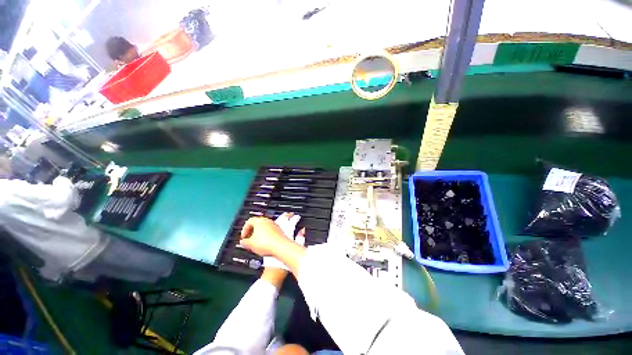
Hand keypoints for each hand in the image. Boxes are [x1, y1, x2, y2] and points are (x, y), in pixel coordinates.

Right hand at [239, 214, 302, 257]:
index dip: (244, 230)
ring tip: (256, 244)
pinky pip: (270, 232)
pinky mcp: (279, 231)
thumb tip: (243, 241)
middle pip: (257, 224)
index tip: (243, 237)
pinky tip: (265, 244)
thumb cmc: (266, 243)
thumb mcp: (250, 244)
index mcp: (259, 221)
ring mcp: (274, 225)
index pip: (249, 221)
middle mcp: (267, 221)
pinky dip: (266, 236)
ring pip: (264, 228)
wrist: (281, 246)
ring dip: (259, 235)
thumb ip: (244, 242)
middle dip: (252, 232)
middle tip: (249, 240)